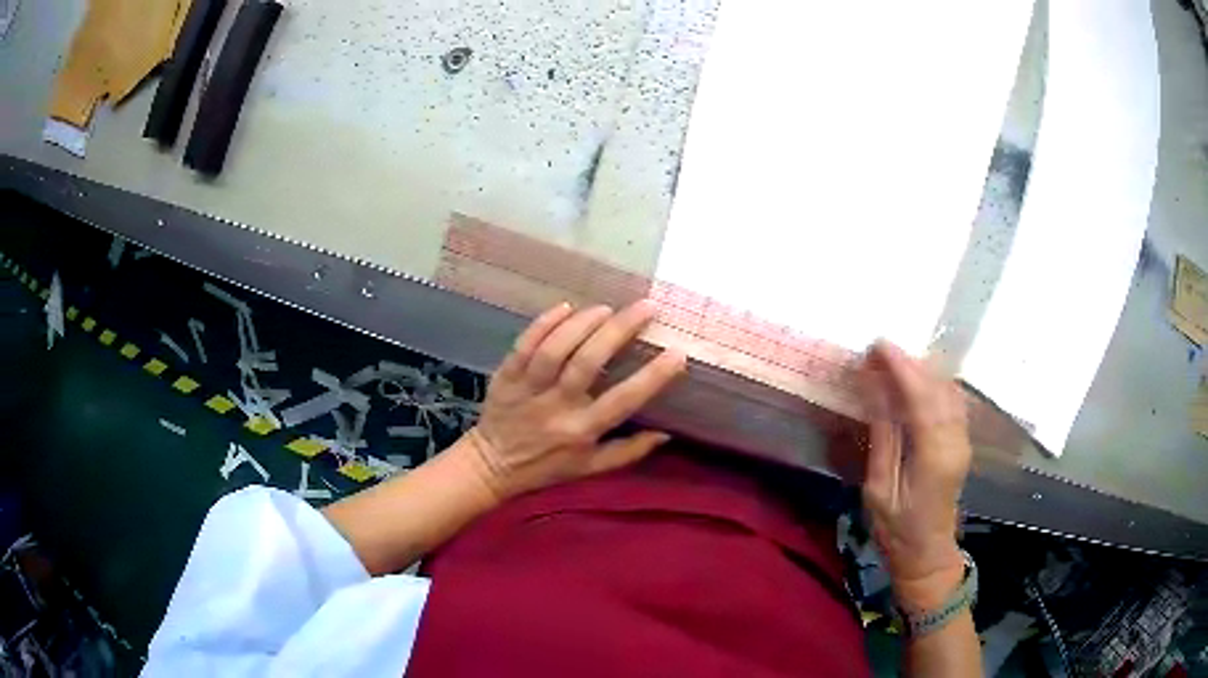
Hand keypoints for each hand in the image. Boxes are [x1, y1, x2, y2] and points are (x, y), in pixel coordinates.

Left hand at [462, 301, 686, 501]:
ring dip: (582, 324)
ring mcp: (528, 388)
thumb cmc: (547, 467)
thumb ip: (628, 452)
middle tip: (646, 308)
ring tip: (606, 308)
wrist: (493, 466)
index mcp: (582, 431)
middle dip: (619, 331)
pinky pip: (524, 345)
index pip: (623, 400)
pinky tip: (566, 307)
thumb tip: (666, 433)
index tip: (677, 353)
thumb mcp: (591, 469)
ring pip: (555, 349)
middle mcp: (557, 407)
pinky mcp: (506, 375)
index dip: (653, 377)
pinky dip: (544, 324)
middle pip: (588, 362)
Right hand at [859, 340, 971, 607]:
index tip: (876, 345)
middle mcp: (955, 441)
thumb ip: (882, 437)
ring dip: (921, 371)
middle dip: (908, 363)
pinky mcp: (962, 442)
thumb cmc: (897, 530)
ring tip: (891, 363)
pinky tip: (915, 382)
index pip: (921, 397)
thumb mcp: (880, 489)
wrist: (928, 555)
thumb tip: (874, 391)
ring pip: (948, 390)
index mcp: (934, 456)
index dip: (900, 367)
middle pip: (937, 387)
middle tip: (877, 352)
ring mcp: (963, 440)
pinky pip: (952, 401)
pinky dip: (933, 384)